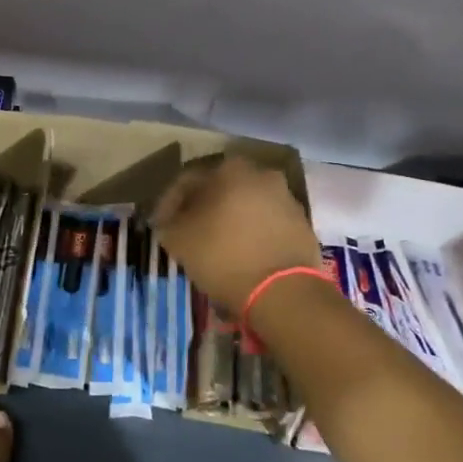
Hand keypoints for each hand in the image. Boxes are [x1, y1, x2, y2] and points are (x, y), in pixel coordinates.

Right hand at [152, 154, 322, 309]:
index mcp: (229, 170)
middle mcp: (261, 174)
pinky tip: (240, 253)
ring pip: (245, 204)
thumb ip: (168, 223)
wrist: (283, 291)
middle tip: (187, 229)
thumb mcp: (178, 240)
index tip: (160, 224)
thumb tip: (169, 221)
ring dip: (228, 219)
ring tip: (214, 244)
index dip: (168, 202)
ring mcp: (286, 198)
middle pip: (220, 188)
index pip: (188, 179)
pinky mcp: (301, 224)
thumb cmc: (223, 256)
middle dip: (202, 207)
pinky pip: (265, 222)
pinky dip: (250, 232)